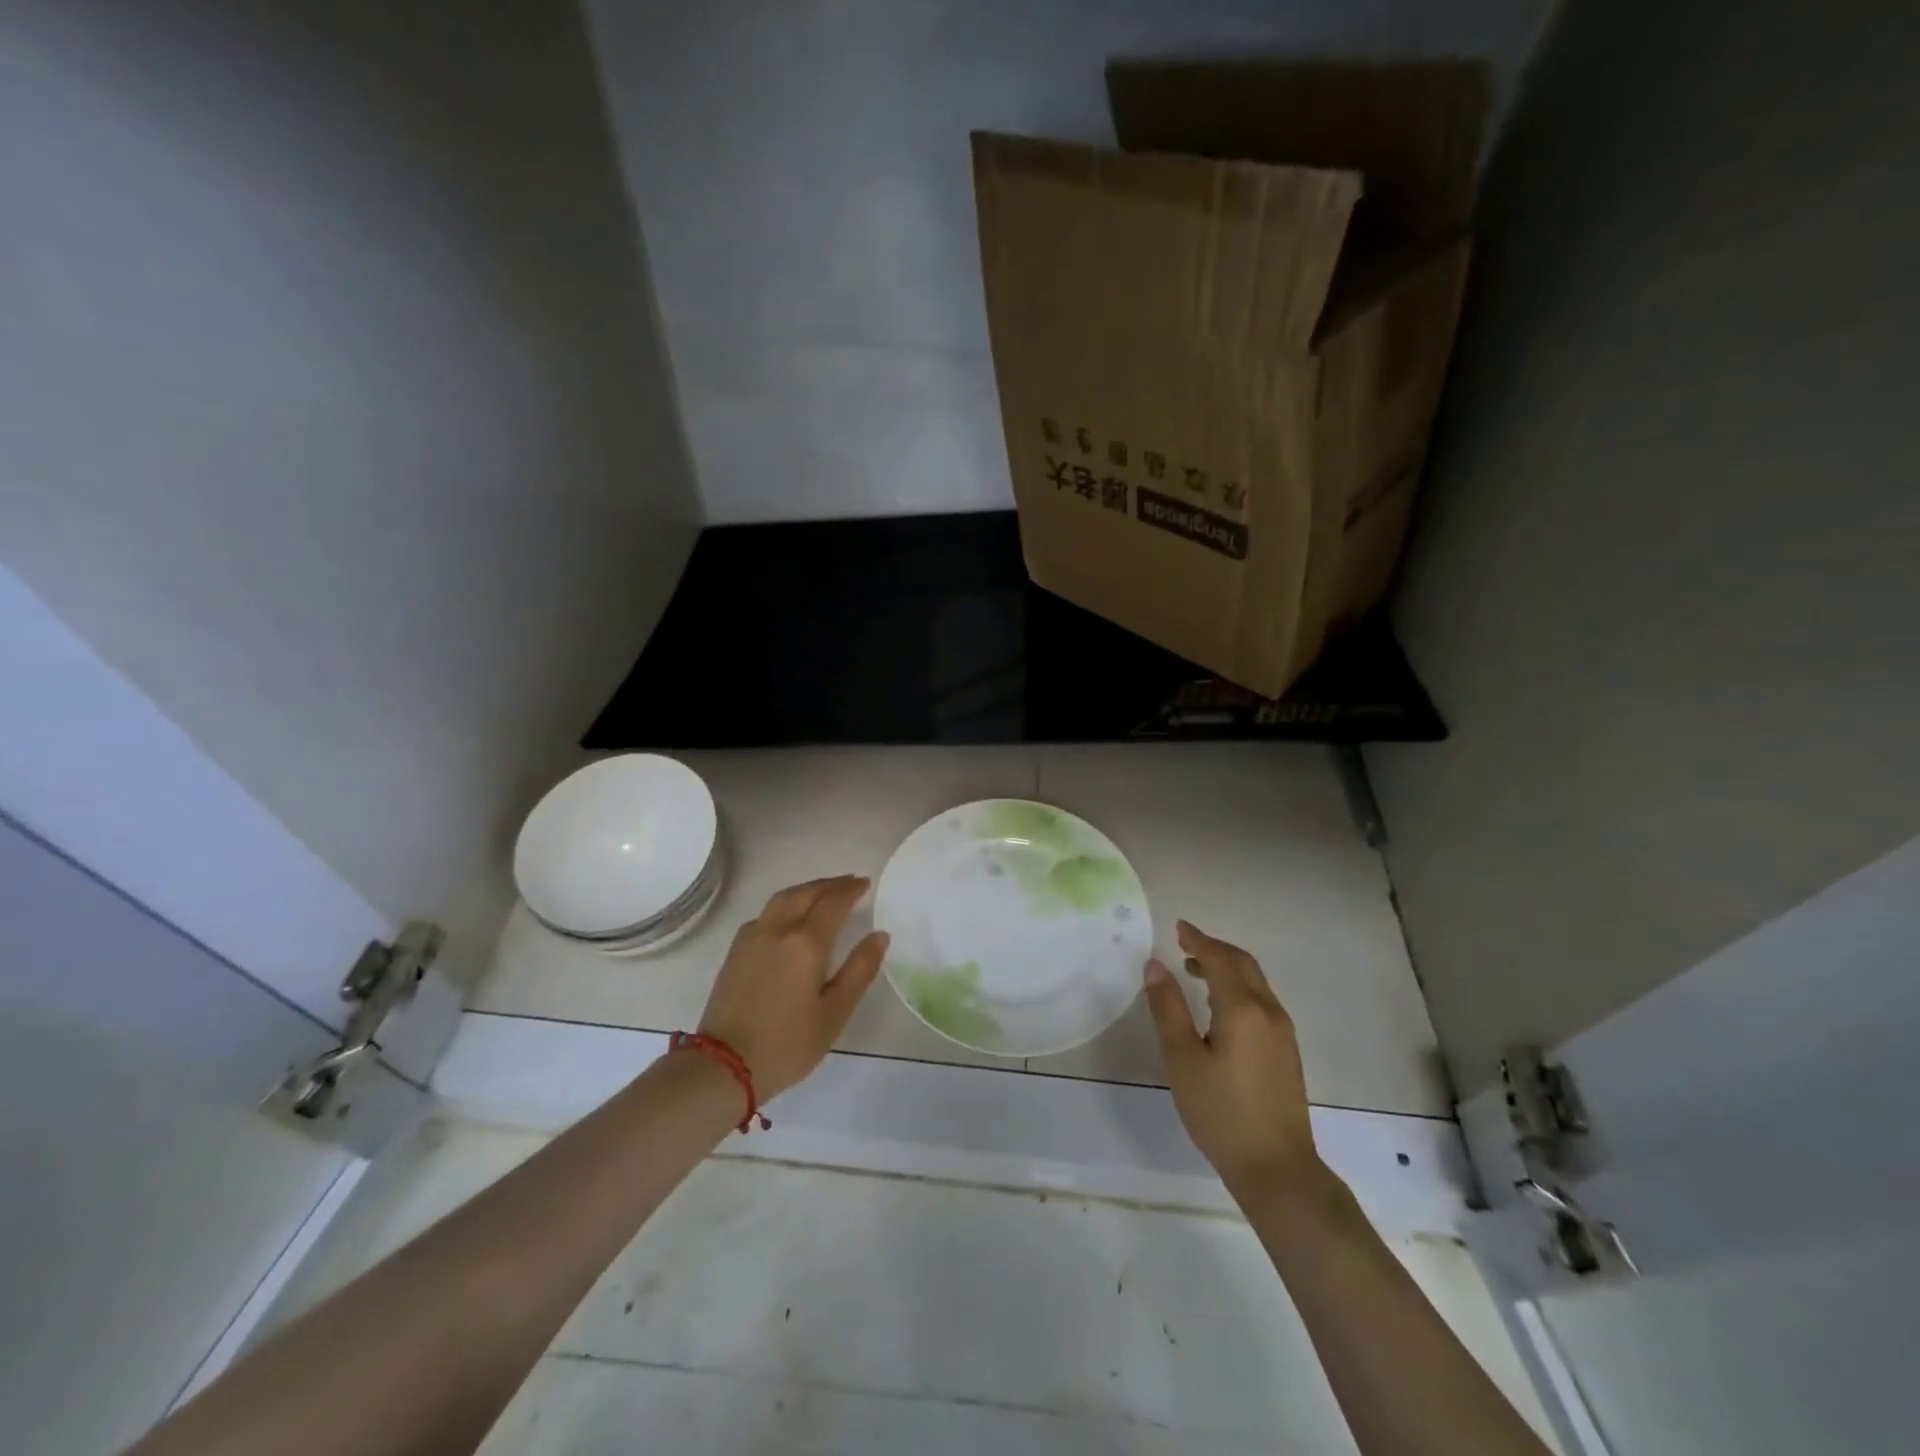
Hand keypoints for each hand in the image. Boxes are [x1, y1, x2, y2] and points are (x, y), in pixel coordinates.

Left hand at [694, 875, 888, 1100]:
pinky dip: (785, 904)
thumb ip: (860, 970)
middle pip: (805, 893)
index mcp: (806, 943)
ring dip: (806, 889)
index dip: (850, 890)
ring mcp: (752, 938)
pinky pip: (765, 913)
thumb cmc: (787, 1044)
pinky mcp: (735, 951)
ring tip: (822, 892)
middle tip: (849, 882)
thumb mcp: (834, 1013)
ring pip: (782, 899)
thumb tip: (880, 936)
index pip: (832, 903)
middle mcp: (777, 930)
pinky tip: (789, 918)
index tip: (865, 883)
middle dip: (829, 884)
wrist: (723, 1067)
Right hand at [1144, 920, 1320, 1198]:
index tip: (1178, 927)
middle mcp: (1269, 1011)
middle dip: (1214, 949)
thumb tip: (1155, 966)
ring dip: (1227, 968)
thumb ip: (1168, 1008)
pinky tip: (1219, 1007)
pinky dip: (1238, 988)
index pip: (1220, 959)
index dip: (1198, 939)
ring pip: (1255, 983)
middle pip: (1243, 964)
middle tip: (1184, 944)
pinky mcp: (1286, 1051)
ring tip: (1195, 971)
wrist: (1277, 1169)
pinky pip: (1261, 1001)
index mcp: (1243, 1009)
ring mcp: (1283, 1032)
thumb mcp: (1182, 1060)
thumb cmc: (1221, 1113)